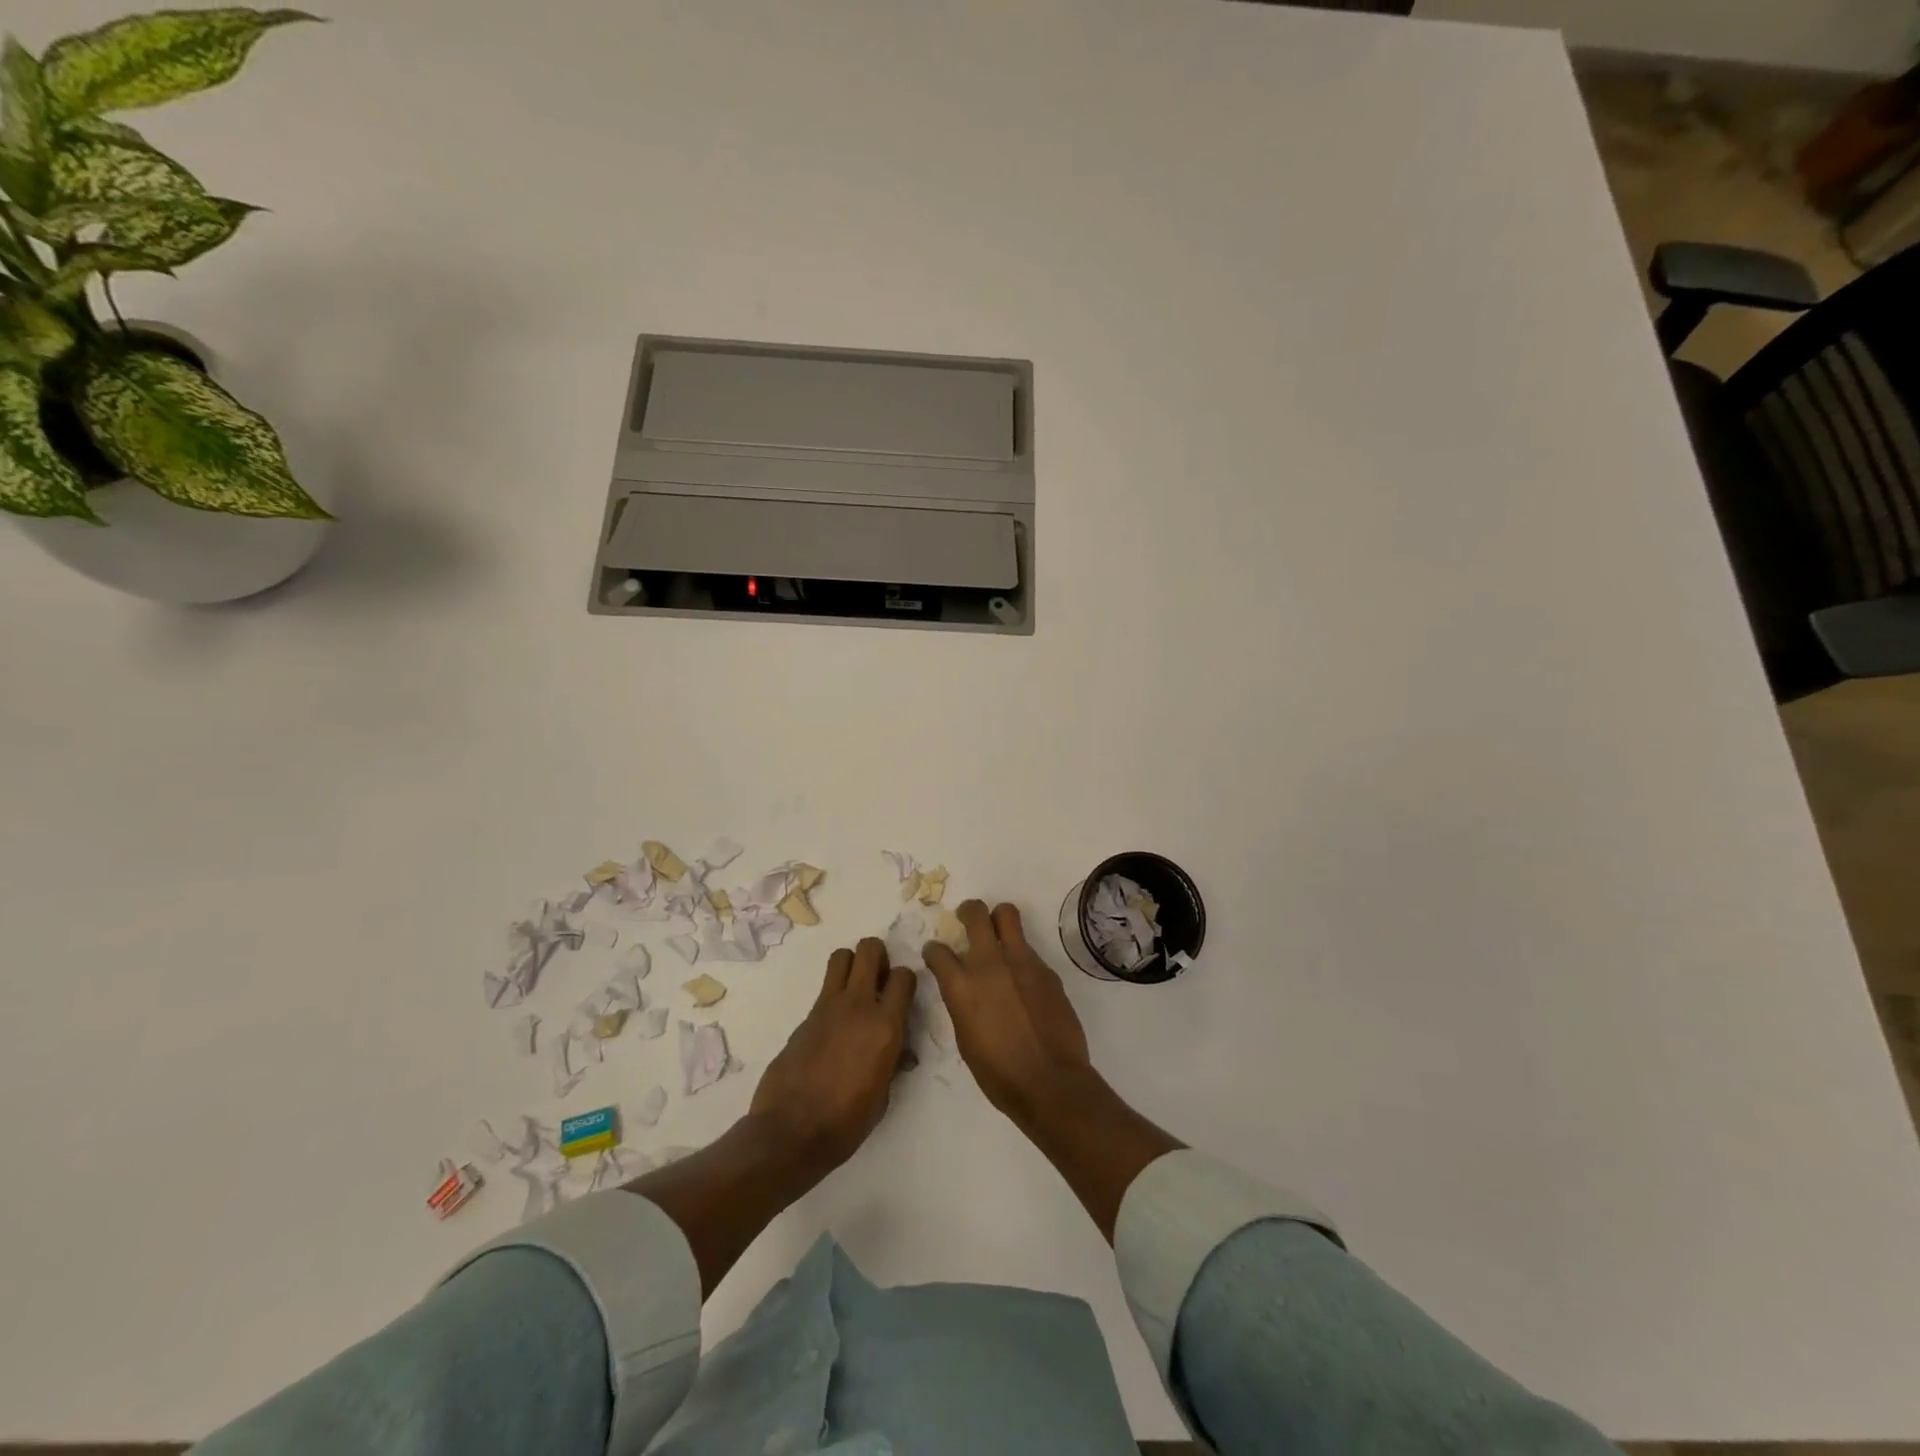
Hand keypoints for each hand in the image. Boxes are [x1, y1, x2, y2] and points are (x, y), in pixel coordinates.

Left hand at [750, 937, 915, 1168]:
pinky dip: (833, 995)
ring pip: (841, 957)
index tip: (902, 994)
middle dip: (878, 955)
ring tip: (855, 988)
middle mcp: (858, 1006)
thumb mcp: (882, 1096)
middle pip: (869, 949)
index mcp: (885, 1027)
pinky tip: (833, 1025)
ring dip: (852, 964)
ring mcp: (827, 1007)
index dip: (905, 980)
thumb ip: (892, 1063)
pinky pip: (824, 990)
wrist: (791, 1132)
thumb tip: (899, 1054)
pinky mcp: (804, 1017)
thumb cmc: (846, 1122)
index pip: (904, 976)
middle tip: (878, 978)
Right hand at [922, 901, 1092, 1125]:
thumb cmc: (999, 1073)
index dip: (934, 951)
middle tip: (967, 918)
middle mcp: (988, 964)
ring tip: (998, 932)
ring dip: (999, 920)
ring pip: (1008, 916)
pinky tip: (1024, 978)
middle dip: (968, 911)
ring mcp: (1021, 962)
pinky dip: (1021, 956)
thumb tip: (965, 991)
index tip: (936, 954)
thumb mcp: (966, 1039)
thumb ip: (963, 1004)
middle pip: (975, 914)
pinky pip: (1028, 949)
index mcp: (961, 986)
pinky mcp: (1046, 969)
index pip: (937, 952)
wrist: (1050, 1081)